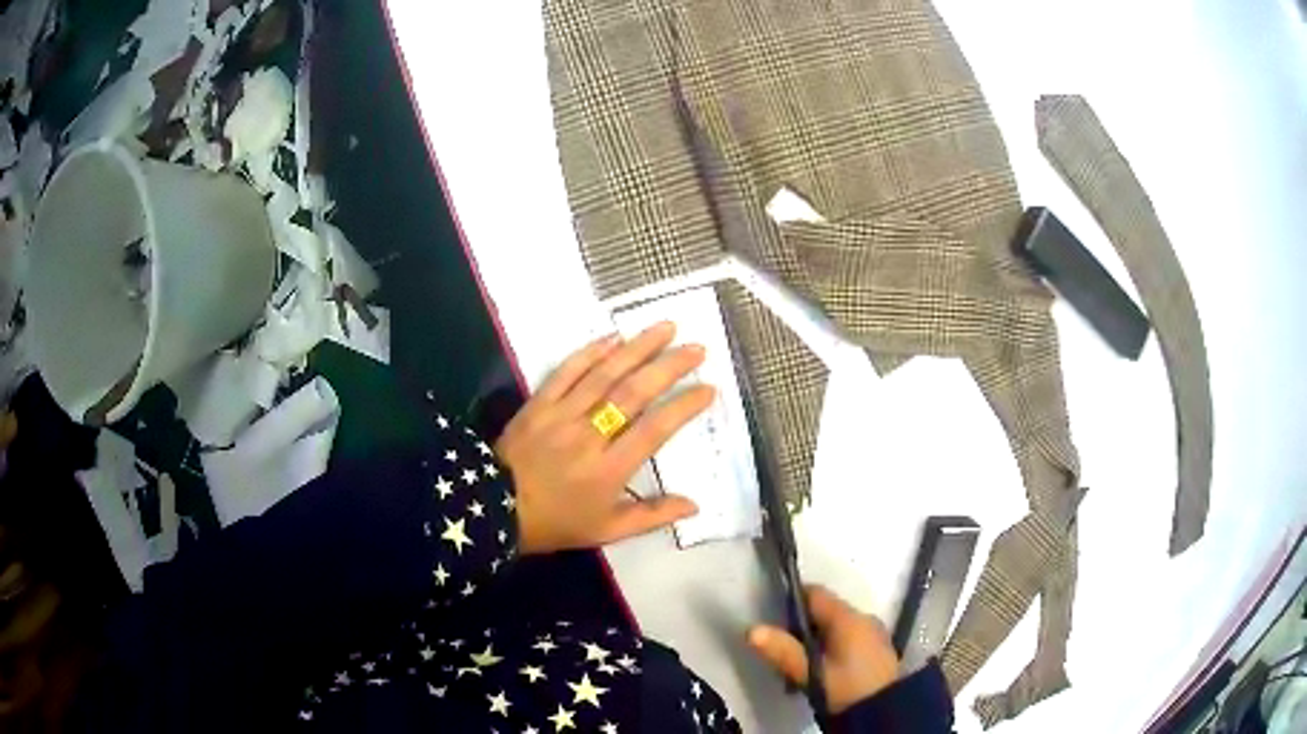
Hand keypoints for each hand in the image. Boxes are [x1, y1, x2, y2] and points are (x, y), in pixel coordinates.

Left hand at [496, 323, 714, 554]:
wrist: (494, 508)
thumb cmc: (555, 522)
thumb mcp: (606, 531)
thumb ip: (651, 516)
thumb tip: (694, 505)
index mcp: (609, 470)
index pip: (655, 430)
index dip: (683, 407)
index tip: (708, 389)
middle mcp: (589, 436)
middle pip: (633, 393)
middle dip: (668, 367)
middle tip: (696, 348)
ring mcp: (562, 415)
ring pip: (604, 374)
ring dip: (637, 348)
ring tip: (665, 327)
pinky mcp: (539, 403)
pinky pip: (567, 371)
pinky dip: (591, 352)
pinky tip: (613, 337)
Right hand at [748, 586, 900, 715]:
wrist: (884, 711)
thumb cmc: (845, 688)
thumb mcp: (810, 674)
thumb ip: (783, 651)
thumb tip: (751, 630)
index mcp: (849, 618)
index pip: (816, 593)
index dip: (792, 599)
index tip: (773, 616)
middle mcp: (865, 618)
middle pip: (827, 611)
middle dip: (803, 625)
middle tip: (782, 647)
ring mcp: (874, 634)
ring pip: (838, 626)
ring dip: (818, 639)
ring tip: (800, 663)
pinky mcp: (878, 650)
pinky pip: (850, 638)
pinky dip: (834, 647)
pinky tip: (823, 669)